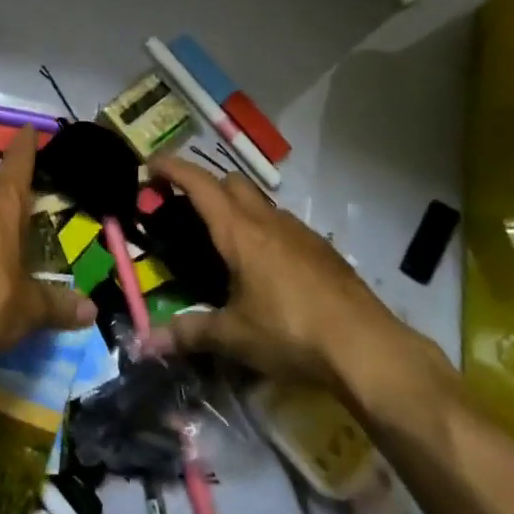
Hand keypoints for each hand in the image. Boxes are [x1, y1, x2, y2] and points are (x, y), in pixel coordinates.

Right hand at [146, 157, 450, 410]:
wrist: (366, 347)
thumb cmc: (290, 332)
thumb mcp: (234, 336)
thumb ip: (189, 333)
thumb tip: (146, 344)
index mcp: (239, 232)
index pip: (199, 184)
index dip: (172, 168)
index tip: (150, 166)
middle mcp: (268, 221)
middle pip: (231, 182)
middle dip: (205, 187)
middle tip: (186, 212)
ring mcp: (300, 232)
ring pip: (261, 203)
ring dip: (238, 209)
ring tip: (226, 246)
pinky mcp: (323, 250)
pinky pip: (284, 226)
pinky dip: (265, 232)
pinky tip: (267, 271)